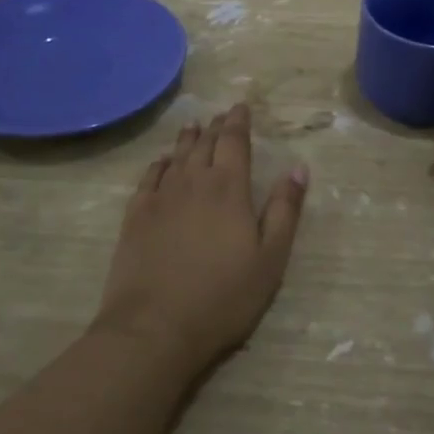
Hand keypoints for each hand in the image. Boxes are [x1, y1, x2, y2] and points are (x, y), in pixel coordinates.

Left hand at [96, 104, 308, 372]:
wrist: (154, 326)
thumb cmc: (223, 296)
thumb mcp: (270, 258)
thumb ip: (284, 210)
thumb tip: (298, 168)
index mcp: (229, 188)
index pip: (234, 142)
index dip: (239, 122)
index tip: (241, 107)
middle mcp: (193, 182)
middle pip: (205, 144)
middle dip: (216, 127)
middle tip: (221, 115)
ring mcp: (160, 197)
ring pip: (177, 156)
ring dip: (187, 139)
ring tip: (193, 126)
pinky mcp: (136, 216)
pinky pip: (149, 178)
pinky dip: (159, 164)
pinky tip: (162, 162)